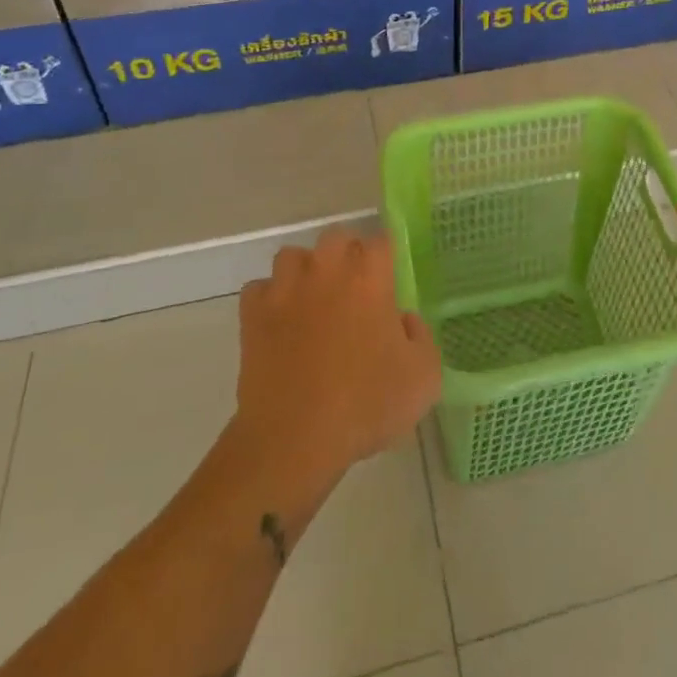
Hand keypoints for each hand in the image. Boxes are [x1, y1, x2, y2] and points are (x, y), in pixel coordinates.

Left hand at [235, 229, 440, 481]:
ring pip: (292, 256)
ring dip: (304, 271)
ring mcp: (285, 289)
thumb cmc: (366, 405)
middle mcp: (326, 270)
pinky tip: (279, 322)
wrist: (296, 438)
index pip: (381, 241)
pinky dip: (268, 300)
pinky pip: (259, 290)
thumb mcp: (423, 377)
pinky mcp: (253, 315)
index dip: (386, 258)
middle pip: (336, 237)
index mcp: (369, 277)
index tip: (388, 280)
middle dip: (345, 254)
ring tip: (311, 299)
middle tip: (352, 288)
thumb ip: (421, 336)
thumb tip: (403, 319)